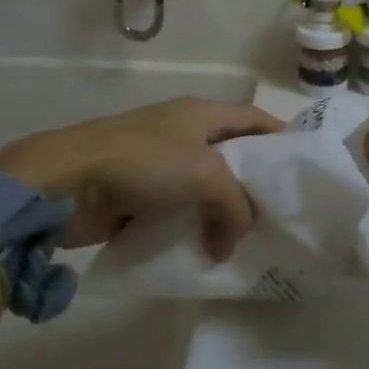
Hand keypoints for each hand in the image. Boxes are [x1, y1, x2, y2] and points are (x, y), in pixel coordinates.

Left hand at [0, 97, 283, 259]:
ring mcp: (159, 166)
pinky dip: (193, 231)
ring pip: (204, 190)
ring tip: (249, 244)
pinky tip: (208, 255)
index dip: (280, 138)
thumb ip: (235, 206)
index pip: (254, 119)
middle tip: (280, 218)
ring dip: (222, 216)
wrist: (66, 183)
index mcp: (202, 114)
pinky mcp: (138, 197)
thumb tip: (229, 243)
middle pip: (232, 158)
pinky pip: (178, 214)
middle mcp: (183, 135)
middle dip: (253, 187)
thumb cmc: (144, 162)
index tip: (302, 169)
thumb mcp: (206, 175)